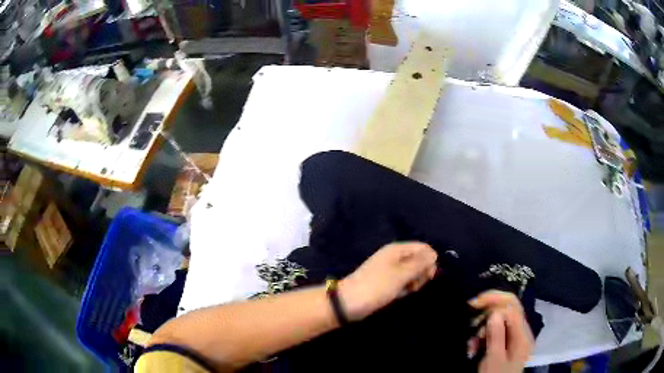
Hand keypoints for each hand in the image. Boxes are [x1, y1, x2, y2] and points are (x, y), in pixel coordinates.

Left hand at [339, 242, 437, 320]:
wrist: (349, 302)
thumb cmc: (377, 286)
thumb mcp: (401, 274)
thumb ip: (419, 263)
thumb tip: (434, 254)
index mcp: (397, 250)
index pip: (423, 248)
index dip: (430, 260)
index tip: (428, 275)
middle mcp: (395, 257)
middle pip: (419, 260)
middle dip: (422, 273)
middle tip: (414, 285)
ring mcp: (391, 270)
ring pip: (413, 273)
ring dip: (413, 282)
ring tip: (405, 291)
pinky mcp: (388, 283)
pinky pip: (403, 283)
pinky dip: (404, 289)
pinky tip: (399, 295)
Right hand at [469, 291, 533, 372]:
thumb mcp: (494, 360)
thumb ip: (497, 336)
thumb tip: (494, 312)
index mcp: (523, 335)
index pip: (511, 306)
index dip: (493, 301)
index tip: (473, 305)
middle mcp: (522, 331)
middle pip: (508, 307)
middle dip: (488, 308)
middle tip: (471, 314)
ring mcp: (516, 336)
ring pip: (501, 318)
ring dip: (484, 324)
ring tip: (472, 341)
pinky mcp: (508, 342)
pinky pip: (497, 329)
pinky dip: (485, 333)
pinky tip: (475, 343)